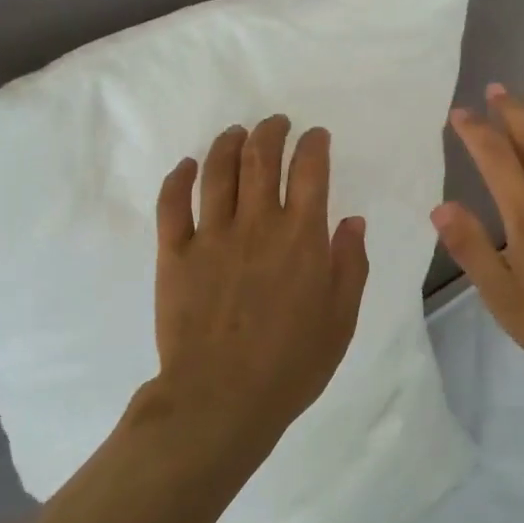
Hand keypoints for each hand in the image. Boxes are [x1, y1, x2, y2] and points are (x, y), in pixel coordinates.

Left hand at [149, 115, 369, 456]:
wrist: (220, 399)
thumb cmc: (291, 363)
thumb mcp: (340, 318)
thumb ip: (350, 264)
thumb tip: (352, 221)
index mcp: (301, 237)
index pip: (309, 171)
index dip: (313, 145)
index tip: (315, 135)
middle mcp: (256, 224)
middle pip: (261, 159)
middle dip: (270, 132)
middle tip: (275, 123)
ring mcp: (210, 236)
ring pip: (217, 171)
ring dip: (228, 144)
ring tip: (236, 132)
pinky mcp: (174, 254)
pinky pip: (171, 204)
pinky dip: (178, 179)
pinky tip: (187, 166)